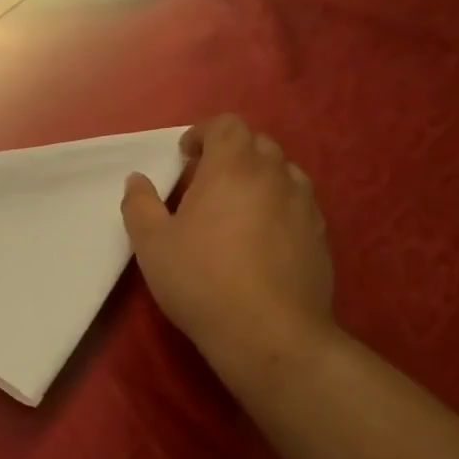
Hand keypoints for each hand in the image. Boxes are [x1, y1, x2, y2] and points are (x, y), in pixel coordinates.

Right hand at [121, 114, 336, 382]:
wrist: (270, 334)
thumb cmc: (202, 281)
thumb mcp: (152, 245)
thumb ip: (140, 204)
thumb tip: (137, 180)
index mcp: (233, 167)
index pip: (226, 125)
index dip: (203, 133)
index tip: (185, 156)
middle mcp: (275, 176)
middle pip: (257, 144)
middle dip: (230, 154)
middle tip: (205, 184)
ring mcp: (305, 206)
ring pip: (283, 174)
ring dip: (258, 180)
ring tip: (236, 211)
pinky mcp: (321, 237)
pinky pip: (298, 206)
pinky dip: (278, 208)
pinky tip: (261, 242)